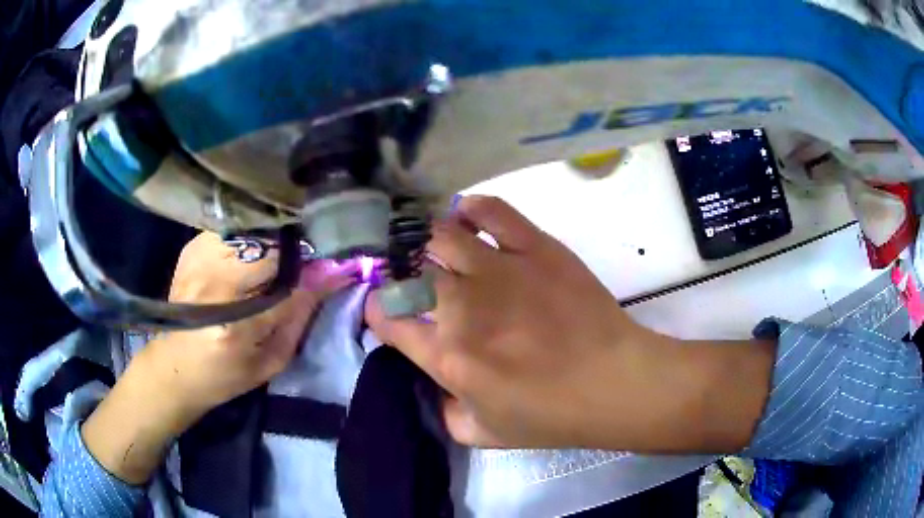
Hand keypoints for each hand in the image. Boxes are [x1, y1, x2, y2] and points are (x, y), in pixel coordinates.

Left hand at [83, 232, 353, 483]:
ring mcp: (197, 260)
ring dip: (277, 233)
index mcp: (232, 326)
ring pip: (251, 226)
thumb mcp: (271, 361)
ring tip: (291, 245)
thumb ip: (300, 316)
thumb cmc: (225, 375)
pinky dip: (254, 231)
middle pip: (268, 242)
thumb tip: (331, 275)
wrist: (173, 366)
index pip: (288, 283)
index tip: (340, 262)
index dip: (318, 267)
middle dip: (299, 242)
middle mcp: (211, 284)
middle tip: (317, 250)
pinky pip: (234, 226)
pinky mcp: (192, 248)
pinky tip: (260, 245)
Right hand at [367, 196, 773, 451]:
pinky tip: (468, 219)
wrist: (614, 383)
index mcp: (448, 356)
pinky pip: (491, 211)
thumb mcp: (484, 434)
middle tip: (414, 279)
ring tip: (437, 251)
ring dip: (429, 241)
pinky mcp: (536, 247)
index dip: (378, 311)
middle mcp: (463, 308)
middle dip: (401, 273)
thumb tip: (431, 380)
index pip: (386, 318)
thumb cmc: (552, 416)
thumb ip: (444, 412)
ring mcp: (500, 270)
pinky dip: (471, 209)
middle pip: (409, 270)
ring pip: (441, 235)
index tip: (387, 312)